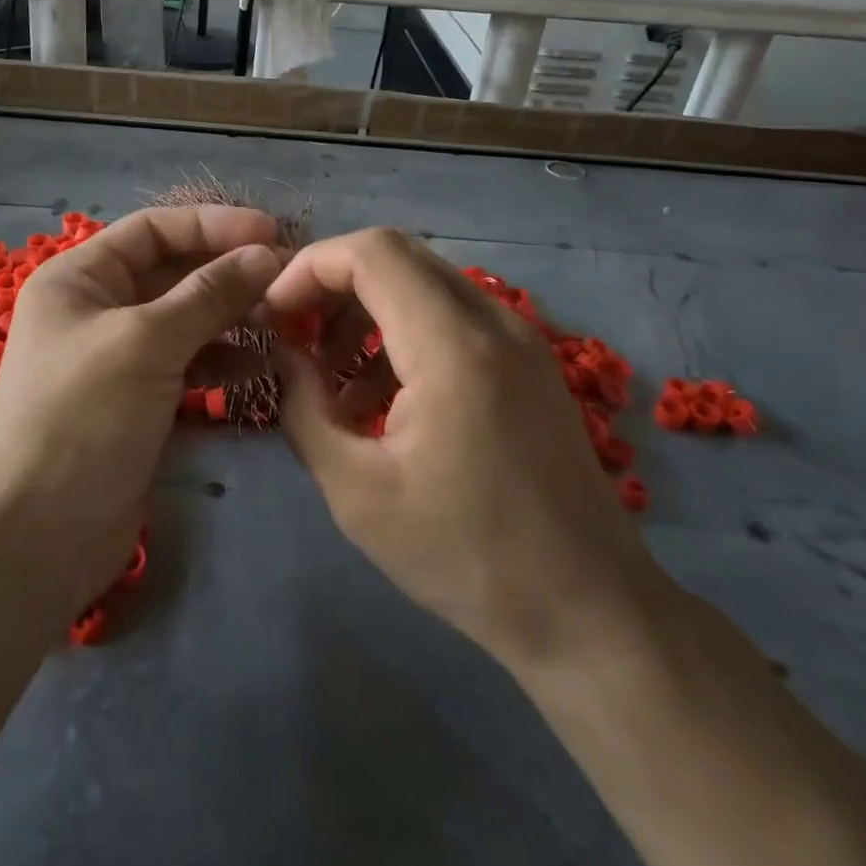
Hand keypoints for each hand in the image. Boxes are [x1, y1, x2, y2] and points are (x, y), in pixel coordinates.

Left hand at [0, 206, 281, 609]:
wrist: (36, 536)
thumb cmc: (81, 417)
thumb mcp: (145, 342)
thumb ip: (209, 294)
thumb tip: (266, 254)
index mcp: (80, 278)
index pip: (154, 230)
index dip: (213, 225)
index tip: (272, 232)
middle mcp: (98, 309)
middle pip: (174, 273)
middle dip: (228, 273)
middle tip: (289, 280)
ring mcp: (119, 358)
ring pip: (186, 319)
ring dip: (231, 316)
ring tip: (281, 321)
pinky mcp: (139, 401)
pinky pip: (188, 363)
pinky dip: (221, 360)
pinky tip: (258, 365)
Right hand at [267, 228, 670, 668]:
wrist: (589, 612)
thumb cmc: (466, 557)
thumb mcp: (357, 492)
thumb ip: (303, 408)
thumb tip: (283, 352)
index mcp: (453, 347)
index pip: (371, 252)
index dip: (310, 267)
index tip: (275, 315)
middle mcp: (494, 321)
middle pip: (397, 255)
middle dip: (333, 284)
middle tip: (297, 337)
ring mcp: (520, 338)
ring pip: (423, 282)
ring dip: (367, 311)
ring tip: (333, 379)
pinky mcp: (528, 361)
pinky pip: (451, 315)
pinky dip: (403, 331)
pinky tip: (382, 398)